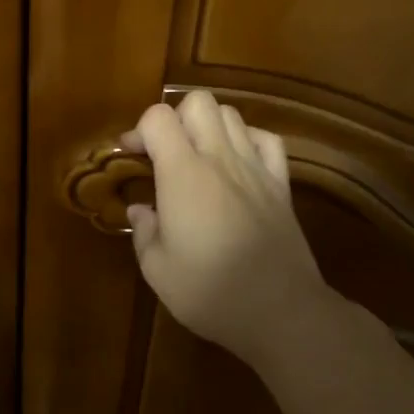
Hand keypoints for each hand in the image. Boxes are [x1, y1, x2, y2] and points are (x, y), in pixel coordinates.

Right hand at [122, 92, 329, 367]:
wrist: (282, 312)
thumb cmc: (212, 292)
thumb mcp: (157, 271)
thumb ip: (143, 232)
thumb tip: (139, 209)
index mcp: (183, 174)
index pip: (158, 118)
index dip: (139, 129)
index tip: (131, 156)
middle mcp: (219, 158)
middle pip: (198, 101)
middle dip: (175, 117)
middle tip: (165, 151)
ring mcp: (256, 167)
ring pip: (231, 113)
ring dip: (209, 125)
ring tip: (198, 156)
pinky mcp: (281, 184)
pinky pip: (267, 139)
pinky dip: (248, 139)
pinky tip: (237, 162)